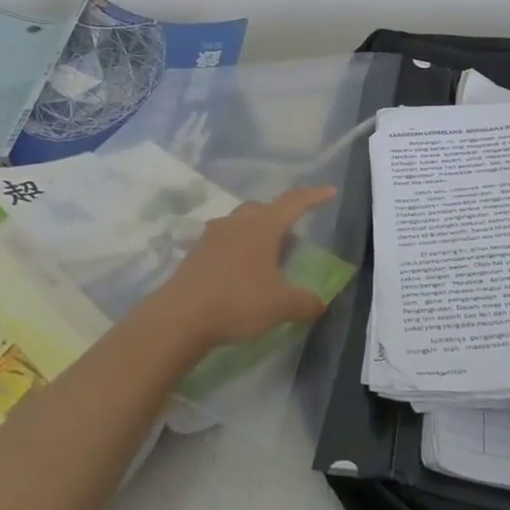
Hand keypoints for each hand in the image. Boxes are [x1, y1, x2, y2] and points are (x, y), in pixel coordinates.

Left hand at [150, 186, 337, 348]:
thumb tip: (320, 303)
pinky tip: (240, 273)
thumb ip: (306, 302)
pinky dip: (237, 250)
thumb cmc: (239, 301)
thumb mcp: (282, 306)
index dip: (314, 196)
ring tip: (266, 256)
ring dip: (256, 233)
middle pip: (263, 209)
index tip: (329, 191)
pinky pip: (223, 242)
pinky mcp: (195, 254)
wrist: (180, 317)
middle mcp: (237, 223)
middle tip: (293, 237)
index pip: (294, 203)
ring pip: (240, 224)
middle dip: (280, 217)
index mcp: (263, 226)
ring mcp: (212, 236)